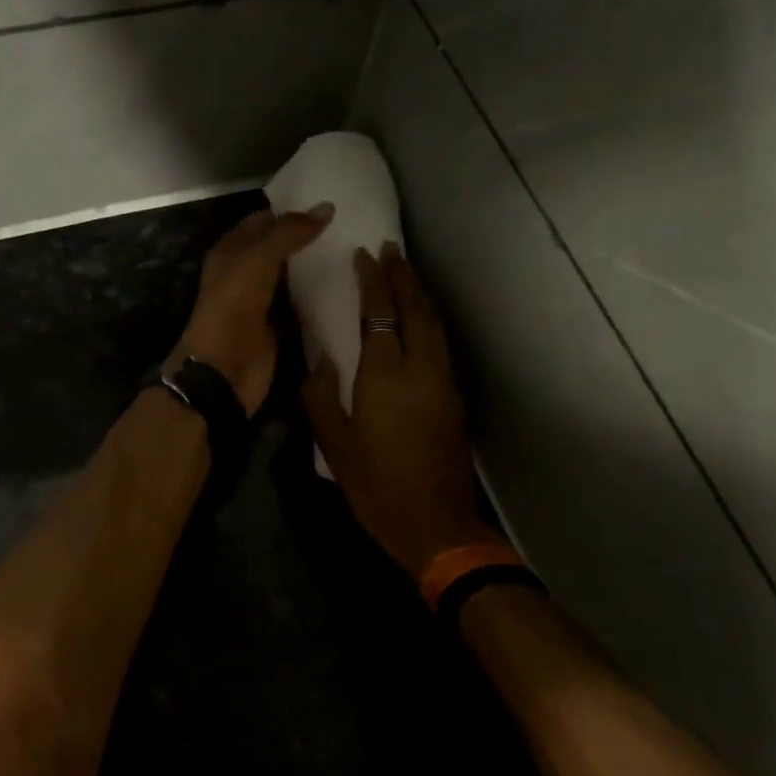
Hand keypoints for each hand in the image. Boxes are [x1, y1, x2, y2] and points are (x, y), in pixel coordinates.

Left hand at [178, 204, 333, 415]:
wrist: (224, 371)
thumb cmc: (233, 309)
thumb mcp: (257, 261)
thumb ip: (289, 233)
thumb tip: (326, 208)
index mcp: (231, 252)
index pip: (263, 221)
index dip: (291, 211)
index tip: (329, 206)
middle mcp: (245, 274)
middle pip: (280, 249)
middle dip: (308, 238)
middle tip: (350, 226)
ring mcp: (262, 302)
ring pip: (292, 277)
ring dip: (317, 268)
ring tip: (355, 250)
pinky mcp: (278, 327)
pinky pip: (301, 306)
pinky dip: (319, 298)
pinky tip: (348, 287)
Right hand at [303, 243, 494, 579]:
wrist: (436, 525)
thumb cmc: (376, 487)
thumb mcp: (334, 446)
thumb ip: (321, 398)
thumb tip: (321, 362)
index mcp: (384, 376)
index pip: (381, 312)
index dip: (373, 281)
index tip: (365, 254)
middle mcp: (420, 369)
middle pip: (415, 308)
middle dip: (403, 275)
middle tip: (391, 249)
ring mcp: (443, 381)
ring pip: (434, 324)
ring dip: (419, 294)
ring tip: (405, 273)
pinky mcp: (454, 396)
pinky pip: (440, 343)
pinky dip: (429, 320)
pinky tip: (419, 318)